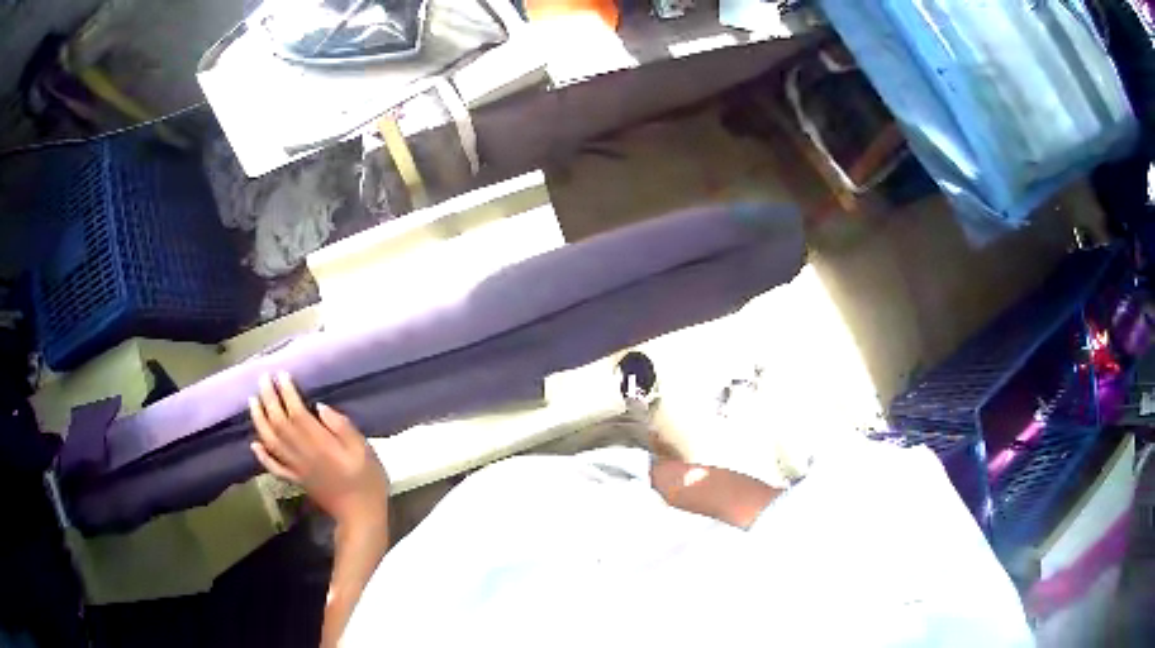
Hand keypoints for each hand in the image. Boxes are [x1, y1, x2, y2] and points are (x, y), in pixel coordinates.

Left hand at [249, 372, 389, 529]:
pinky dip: (262, 456)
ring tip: (252, 401)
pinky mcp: (296, 480)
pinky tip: (254, 444)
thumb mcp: (364, 450)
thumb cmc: (367, 480)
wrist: (361, 515)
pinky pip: (274, 467)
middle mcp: (303, 453)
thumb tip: (321, 407)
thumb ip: (343, 427)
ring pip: (271, 441)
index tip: (281, 374)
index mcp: (320, 444)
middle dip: (269, 399)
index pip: (296, 413)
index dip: (287, 393)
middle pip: (279, 423)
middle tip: (262, 379)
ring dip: (259, 420)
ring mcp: (297, 468)